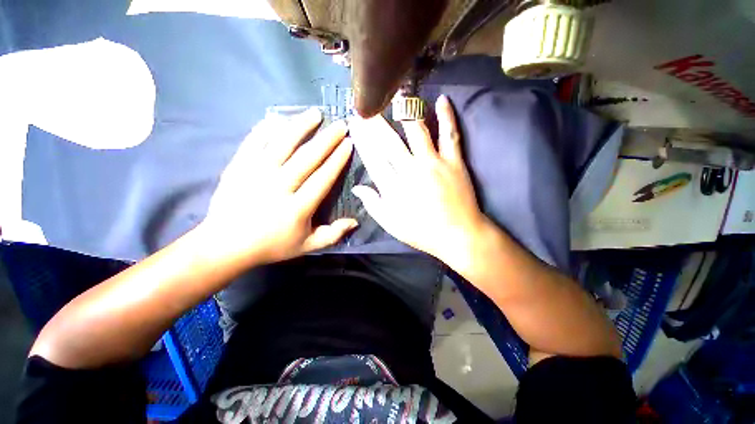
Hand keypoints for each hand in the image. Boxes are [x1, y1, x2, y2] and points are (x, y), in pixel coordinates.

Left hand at [200, 109, 355, 265]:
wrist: (225, 245)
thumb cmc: (271, 245)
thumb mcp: (307, 245)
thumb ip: (333, 234)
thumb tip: (355, 221)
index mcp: (298, 207)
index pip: (323, 177)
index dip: (337, 159)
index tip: (348, 144)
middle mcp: (279, 187)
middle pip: (307, 158)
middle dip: (327, 139)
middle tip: (340, 124)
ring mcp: (256, 174)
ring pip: (282, 145)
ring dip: (301, 127)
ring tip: (315, 114)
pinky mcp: (238, 168)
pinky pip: (254, 143)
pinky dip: (265, 130)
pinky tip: (276, 119)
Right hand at [349, 95, 486, 265]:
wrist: (458, 235)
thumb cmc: (422, 233)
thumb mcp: (392, 225)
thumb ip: (373, 205)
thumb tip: (357, 187)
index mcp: (394, 189)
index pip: (373, 158)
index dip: (362, 139)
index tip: (354, 123)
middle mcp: (411, 171)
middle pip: (389, 142)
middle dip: (375, 122)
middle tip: (365, 105)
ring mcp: (434, 164)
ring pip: (417, 132)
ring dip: (405, 111)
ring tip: (396, 94)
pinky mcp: (454, 161)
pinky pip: (449, 135)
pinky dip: (446, 116)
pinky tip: (441, 100)